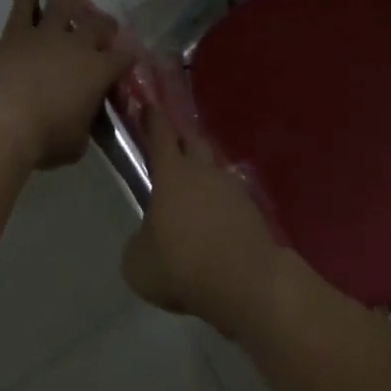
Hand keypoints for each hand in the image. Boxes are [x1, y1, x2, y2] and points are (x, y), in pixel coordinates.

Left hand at [0, 0, 131, 170]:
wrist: (3, 120)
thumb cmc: (45, 137)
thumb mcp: (76, 143)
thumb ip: (84, 127)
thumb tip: (82, 124)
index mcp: (99, 71)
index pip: (123, 57)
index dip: (128, 55)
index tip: (129, 56)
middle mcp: (78, 45)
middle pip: (98, 25)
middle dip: (104, 23)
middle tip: (104, 23)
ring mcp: (47, 34)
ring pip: (62, 4)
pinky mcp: (17, 33)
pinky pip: (24, 6)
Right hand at [121, 108, 281, 337]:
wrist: (246, 282)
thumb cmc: (182, 265)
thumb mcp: (138, 264)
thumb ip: (138, 243)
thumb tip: (146, 239)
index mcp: (172, 174)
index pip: (160, 134)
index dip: (152, 119)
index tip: (148, 107)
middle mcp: (203, 171)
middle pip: (193, 143)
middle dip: (181, 141)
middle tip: (170, 147)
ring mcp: (232, 188)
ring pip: (213, 171)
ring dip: (202, 176)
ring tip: (192, 195)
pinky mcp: (252, 210)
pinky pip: (230, 199)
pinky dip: (220, 205)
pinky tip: (214, 224)